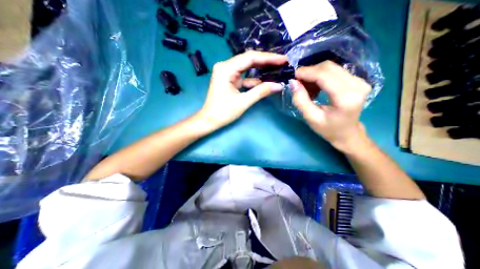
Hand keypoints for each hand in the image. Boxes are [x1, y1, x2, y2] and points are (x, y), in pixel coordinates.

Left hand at [194, 51, 285, 132]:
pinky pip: (244, 77)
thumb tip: (279, 85)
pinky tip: (266, 81)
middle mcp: (226, 66)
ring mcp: (227, 73)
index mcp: (226, 69)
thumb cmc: (223, 112)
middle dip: (266, 62)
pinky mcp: (230, 80)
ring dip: (261, 70)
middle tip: (283, 63)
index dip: (268, 58)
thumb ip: (261, 92)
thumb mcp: (243, 102)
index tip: (283, 59)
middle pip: (249, 60)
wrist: (209, 120)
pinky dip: (254, 80)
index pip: (250, 58)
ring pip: (248, 68)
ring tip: (277, 69)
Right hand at [291, 61, 372, 153]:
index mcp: (346, 98)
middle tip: (298, 82)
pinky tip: (316, 86)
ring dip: (315, 74)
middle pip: (329, 67)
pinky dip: (321, 76)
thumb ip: (300, 100)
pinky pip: (335, 71)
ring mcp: (360, 81)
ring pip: (331, 67)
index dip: (307, 72)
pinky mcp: (358, 80)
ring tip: (306, 87)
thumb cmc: (328, 129)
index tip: (293, 75)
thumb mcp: (310, 118)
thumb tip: (293, 82)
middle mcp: (357, 85)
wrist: (347, 133)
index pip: (324, 75)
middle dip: (309, 72)